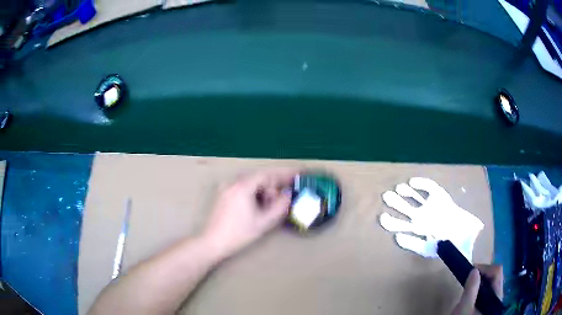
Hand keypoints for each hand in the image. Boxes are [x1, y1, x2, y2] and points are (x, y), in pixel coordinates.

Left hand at [203, 169, 296, 259]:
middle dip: (273, 185)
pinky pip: (243, 187)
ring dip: (264, 190)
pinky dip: (254, 192)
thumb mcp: (263, 222)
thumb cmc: (238, 234)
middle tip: (284, 197)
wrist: (212, 242)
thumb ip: (280, 207)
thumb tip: (288, 194)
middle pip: (259, 177)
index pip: (268, 174)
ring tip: (270, 205)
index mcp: (243, 186)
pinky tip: (257, 205)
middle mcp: (233, 182)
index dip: (284, 174)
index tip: (298, 173)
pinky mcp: (223, 194)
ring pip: (251, 182)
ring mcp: (226, 187)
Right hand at [451, 264, 502, 314]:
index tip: (471, 271)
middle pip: (496, 277)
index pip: (497, 272)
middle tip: (469, 278)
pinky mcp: (489, 307)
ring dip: (481, 282)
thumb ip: (471, 290)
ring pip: (492, 284)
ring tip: (470, 286)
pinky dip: (481, 289)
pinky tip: (473, 295)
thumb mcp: (464, 308)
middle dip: (483, 275)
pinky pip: (489, 292)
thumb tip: (474, 270)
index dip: (485, 268)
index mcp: (496, 296)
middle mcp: (498, 297)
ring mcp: (494, 302)